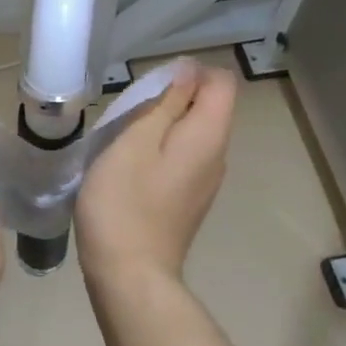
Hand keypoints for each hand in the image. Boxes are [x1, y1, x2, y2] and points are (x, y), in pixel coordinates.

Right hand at [76, 60, 237, 285]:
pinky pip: (182, 159)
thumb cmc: (124, 203)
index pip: (221, 82)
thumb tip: (188, 72)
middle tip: (129, 115)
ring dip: (162, 126)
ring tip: (124, 140)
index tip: (150, 88)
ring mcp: (205, 182)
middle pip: (209, 107)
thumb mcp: (135, 142)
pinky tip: (130, 169)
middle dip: (172, 99)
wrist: (129, 274)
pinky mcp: (188, 200)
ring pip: (192, 135)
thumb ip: (165, 103)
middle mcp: (217, 156)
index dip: (189, 73)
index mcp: (209, 136)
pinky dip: (160, 152)